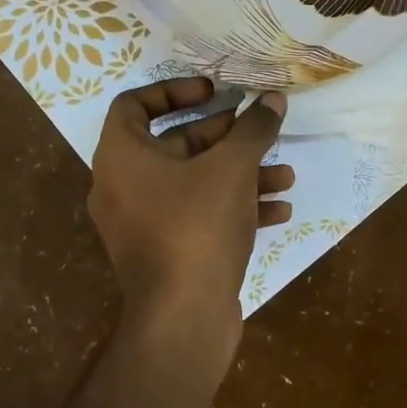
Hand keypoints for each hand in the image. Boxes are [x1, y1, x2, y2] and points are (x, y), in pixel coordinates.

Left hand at [89, 78, 293, 331]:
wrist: (183, 317)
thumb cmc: (197, 226)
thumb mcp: (231, 168)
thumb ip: (253, 129)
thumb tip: (273, 100)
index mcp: (121, 157)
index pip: (135, 105)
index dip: (176, 90)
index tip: (215, 92)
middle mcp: (124, 187)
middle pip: (175, 145)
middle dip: (225, 137)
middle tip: (260, 129)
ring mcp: (144, 224)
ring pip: (195, 184)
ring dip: (240, 175)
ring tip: (285, 175)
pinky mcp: (167, 253)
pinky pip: (199, 217)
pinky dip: (235, 208)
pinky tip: (279, 211)